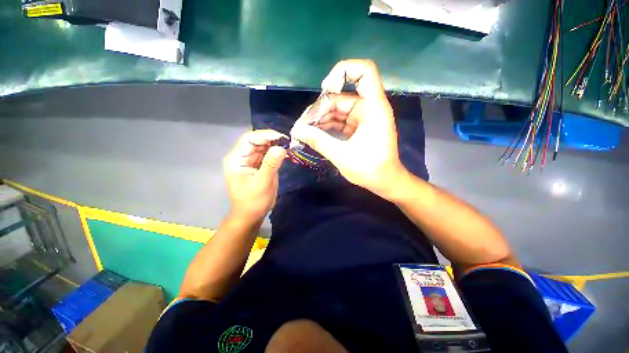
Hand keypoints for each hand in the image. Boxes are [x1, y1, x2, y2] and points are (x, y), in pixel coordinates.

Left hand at [223, 130, 286, 220]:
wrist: (251, 215)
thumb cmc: (253, 201)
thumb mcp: (263, 183)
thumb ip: (271, 164)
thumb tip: (281, 147)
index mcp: (236, 159)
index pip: (249, 139)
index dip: (265, 135)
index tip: (282, 138)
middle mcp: (241, 157)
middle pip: (256, 141)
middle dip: (272, 140)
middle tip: (288, 142)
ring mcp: (250, 161)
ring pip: (263, 147)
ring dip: (275, 146)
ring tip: (288, 146)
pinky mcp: (258, 166)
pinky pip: (267, 155)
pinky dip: (275, 153)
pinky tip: (284, 153)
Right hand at [290, 59, 407, 198]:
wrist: (384, 181)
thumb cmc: (370, 169)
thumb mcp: (342, 155)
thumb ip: (319, 141)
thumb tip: (297, 131)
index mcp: (374, 108)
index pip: (364, 72)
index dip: (343, 72)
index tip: (325, 88)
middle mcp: (369, 108)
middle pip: (341, 96)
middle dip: (320, 109)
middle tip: (303, 125)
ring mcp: (362, 118)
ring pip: (337, 109)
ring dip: (320, 118)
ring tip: (304, 131)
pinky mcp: (357, 127)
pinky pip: (339, 120)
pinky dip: (326, 125)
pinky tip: (314, 133)